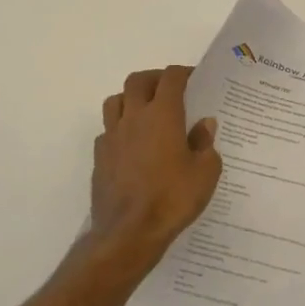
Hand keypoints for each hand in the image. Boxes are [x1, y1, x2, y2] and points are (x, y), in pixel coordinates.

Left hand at [87, 67, 221, 271]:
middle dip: (154, 78)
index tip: (193, 77)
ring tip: (145, 111)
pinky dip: (119, 128)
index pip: (171, 78)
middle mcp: (133, 118)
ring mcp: (112, 136)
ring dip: (130, 98)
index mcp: (162, 115)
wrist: (129, 233)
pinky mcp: (99, 157)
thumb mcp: (205, 172)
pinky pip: (107, 130)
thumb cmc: (173, 199)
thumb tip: (204, 125)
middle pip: (137, 81)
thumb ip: (205, 144)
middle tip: (169, 89)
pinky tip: (131, 144)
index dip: (183, 73)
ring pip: (115, 101)